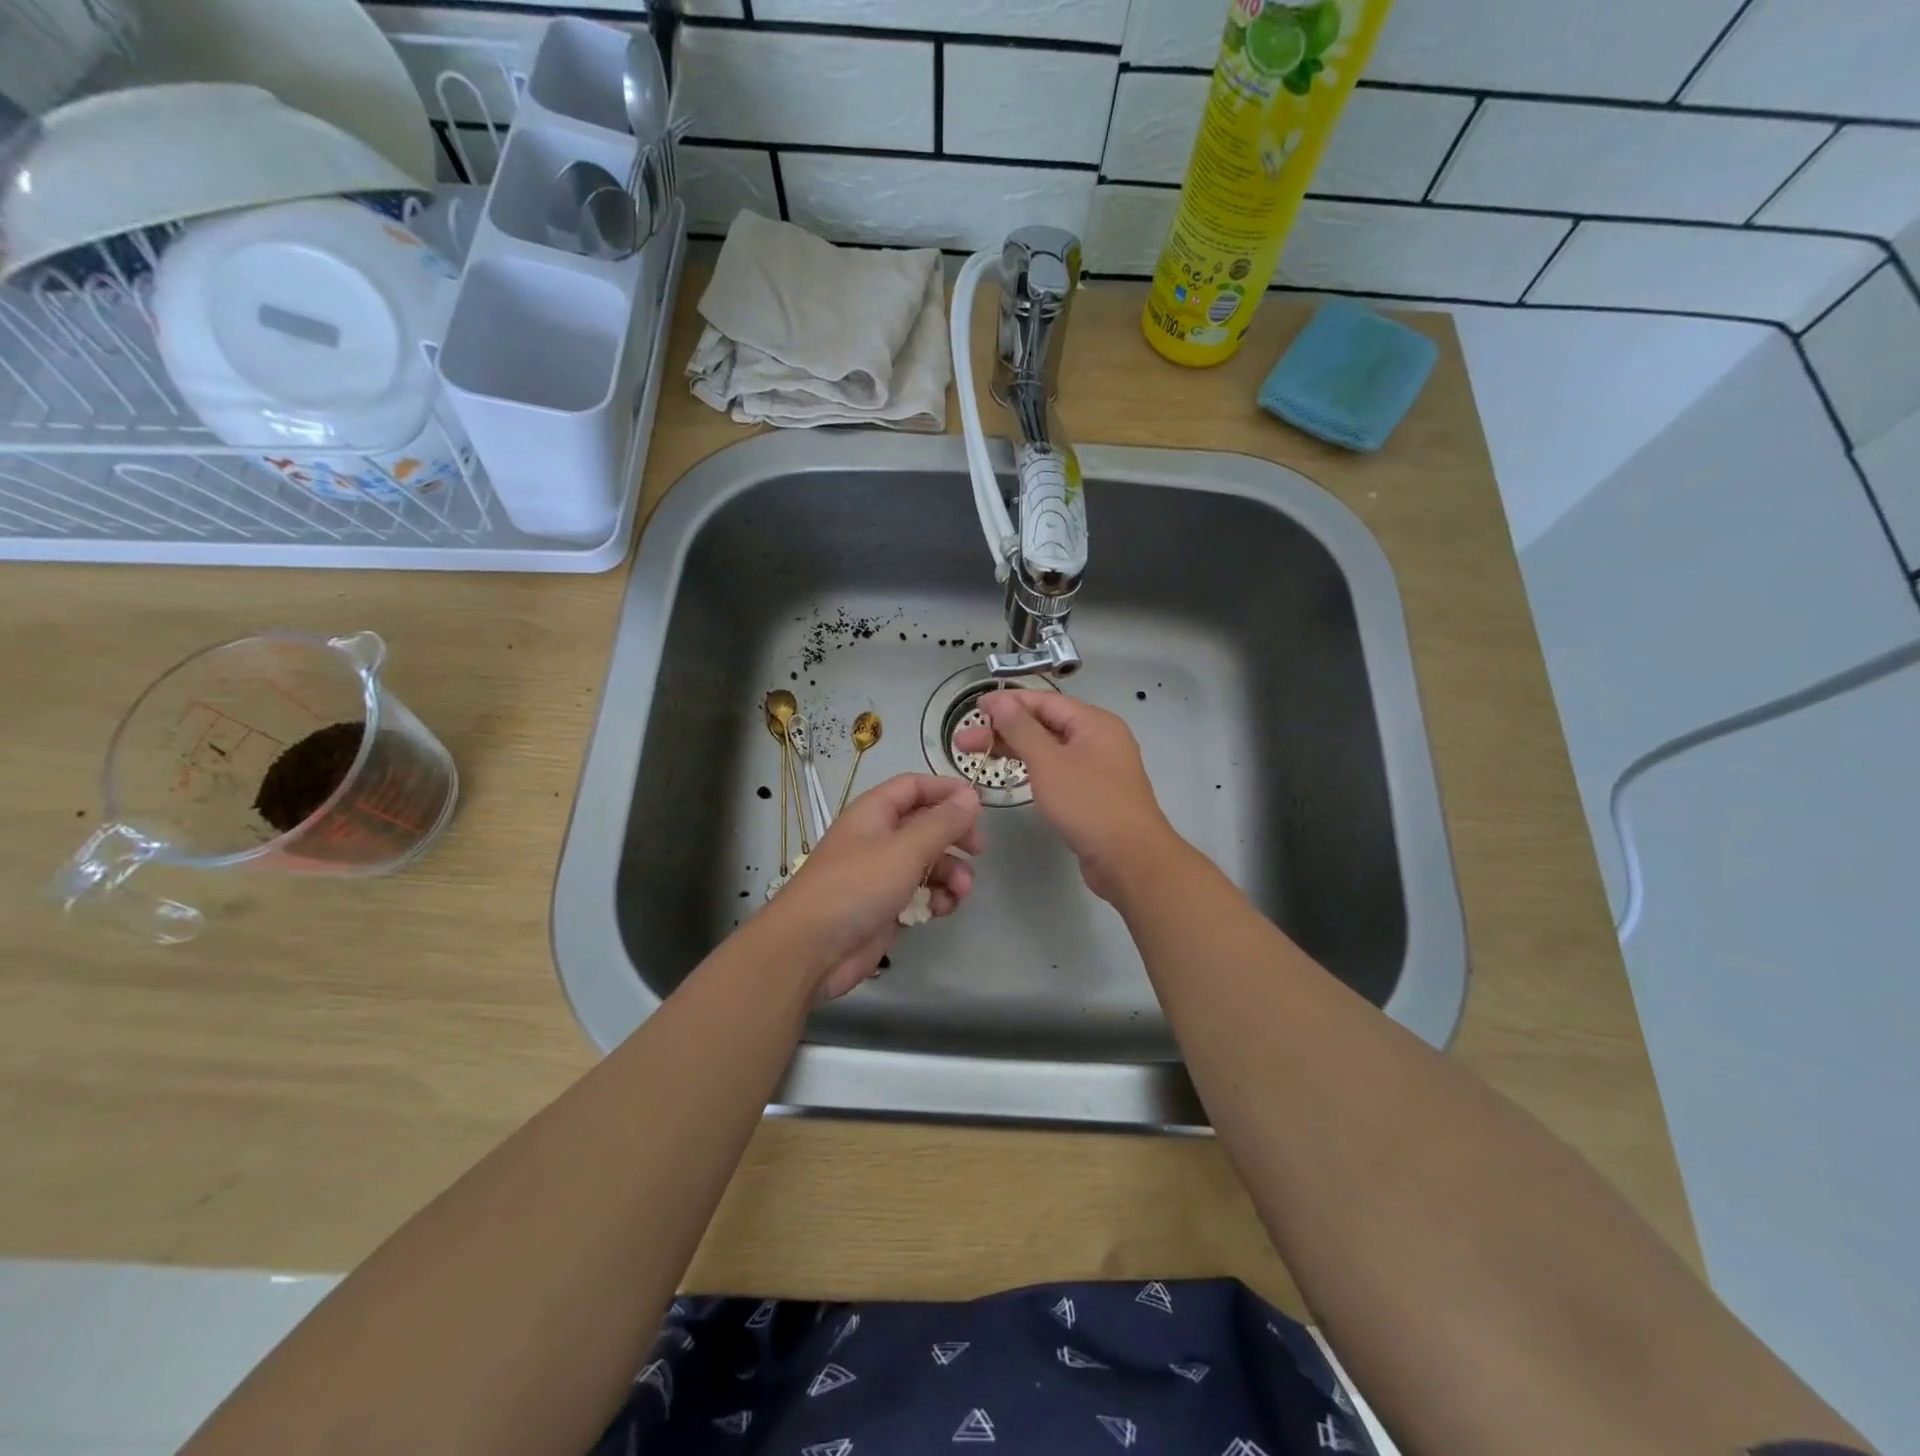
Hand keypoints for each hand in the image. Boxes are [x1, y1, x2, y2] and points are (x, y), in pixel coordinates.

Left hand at [775, 773, 981, 999]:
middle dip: (954, 836)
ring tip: (962, 890)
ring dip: (950, 872)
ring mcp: (881, 875)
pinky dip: (936, 898)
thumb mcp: (905, 849)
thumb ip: (942, 823)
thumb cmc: (856, 887)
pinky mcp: (886, 907)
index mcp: (874, 813)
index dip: (946, 790)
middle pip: (925, 825)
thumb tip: (971, 796)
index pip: (914, 787)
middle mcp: (878, 838)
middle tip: (978, 849)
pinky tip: (942, 909)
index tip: (979, 804)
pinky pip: (921, 894)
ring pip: (928, 863)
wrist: (811, 949)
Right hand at [952, 691, 1176, 902]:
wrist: (1130, 860)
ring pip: (1050, 749)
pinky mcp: (1093, 794)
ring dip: (1015, 749)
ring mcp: (1098, 768)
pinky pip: (1058, 770)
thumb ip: (1021, 728)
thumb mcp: (1049, 762)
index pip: (1044, 702)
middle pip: (1045, 724)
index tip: (974, 709)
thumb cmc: (1088, 804)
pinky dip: (1033, 768)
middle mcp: (1099, 739)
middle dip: (1004, 730)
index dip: (1007, 703)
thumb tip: (999, 700)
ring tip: (978, 756)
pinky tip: (1012, 775)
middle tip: (963, 742)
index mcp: (1094, 723)